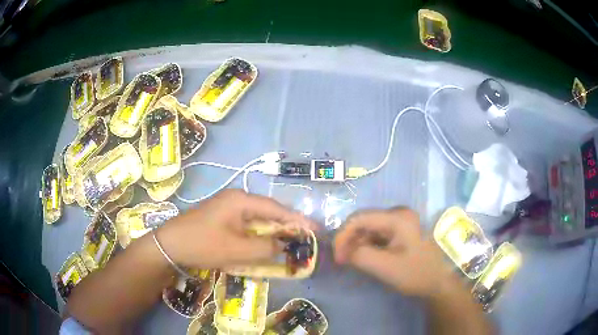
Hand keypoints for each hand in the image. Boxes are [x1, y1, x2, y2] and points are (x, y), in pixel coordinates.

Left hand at [158, 189, 314, 268]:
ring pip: (258, 220)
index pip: (276, 209)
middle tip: (305, 240)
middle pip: (269, 212)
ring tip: (290, 244)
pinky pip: (247, 226)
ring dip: (272, 233)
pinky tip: (265, 246)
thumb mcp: (236, 249)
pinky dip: (258, 236)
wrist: (170, 245)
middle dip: (287, 227)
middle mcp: (236, 199)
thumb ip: (265, 248)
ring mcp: (228, 208)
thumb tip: (284, 246)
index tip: (315, 230)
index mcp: (241, 200)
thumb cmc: (202, 244)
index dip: (298, 220)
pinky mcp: (223, 218)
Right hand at [334, 208, 456, 297]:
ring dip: (357, 244)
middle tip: (342, 261)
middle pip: (364, 222)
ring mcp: (400, 222)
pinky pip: (377, 235)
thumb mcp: (385, 267)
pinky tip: (364, 258)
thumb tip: (343, 251)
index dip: (343, 235)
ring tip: (352, 262)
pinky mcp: (400, 231)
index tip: (337, 257)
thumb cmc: (416, 274)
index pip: (360, 218)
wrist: (438, 282)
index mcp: (397, 218)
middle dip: (349, 240)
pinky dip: (367, 246)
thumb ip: (360, 256)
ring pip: (369, 229)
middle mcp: (398, 214)